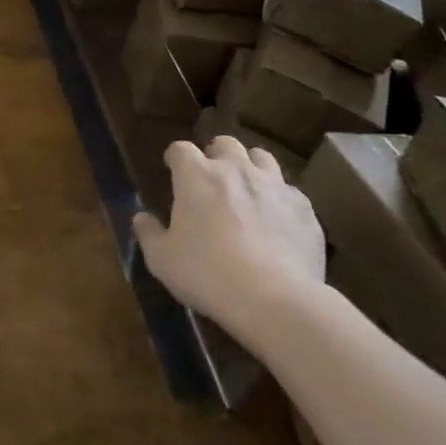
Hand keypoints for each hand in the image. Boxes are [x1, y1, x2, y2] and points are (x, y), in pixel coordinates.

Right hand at [132, 135, 325, 342]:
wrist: (276, 301)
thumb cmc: (208, 275)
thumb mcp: (162, 260)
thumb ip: (148, 233)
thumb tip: (141, 217)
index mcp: (196, 175)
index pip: (180, 149)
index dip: (175, 158)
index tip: (172, 170)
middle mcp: (235, 169)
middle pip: (225, 143)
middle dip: (216, 155)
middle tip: (212, 179)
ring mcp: (274, 186)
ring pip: (262, 157)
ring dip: (251, 167)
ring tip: (248, 190)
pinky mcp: (304, 209)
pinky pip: (291, 192)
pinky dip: (280, 200)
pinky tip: (278, 222)